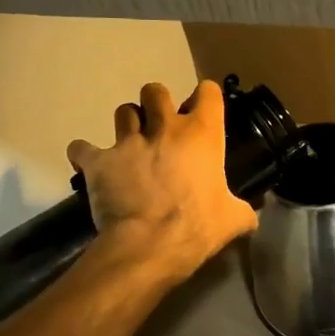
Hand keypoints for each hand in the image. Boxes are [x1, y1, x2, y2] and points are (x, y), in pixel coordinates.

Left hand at [67, 80, 258, 281]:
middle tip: (160, 126)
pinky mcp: (98, 161)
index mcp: (201, 133)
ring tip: (129, 143)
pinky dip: (84, 154)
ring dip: (127, 124)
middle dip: (156, 103)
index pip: (207, 92)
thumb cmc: (198, 226)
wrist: (149, 245)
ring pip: (122, 111)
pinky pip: (81, 148)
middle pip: (156, 90)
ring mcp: (128, 141)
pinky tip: (89, 164)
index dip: (205, 99)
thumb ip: (243, 211)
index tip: (204, 113)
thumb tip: (252, 217)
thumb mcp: (232, 220)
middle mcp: (164, 127)